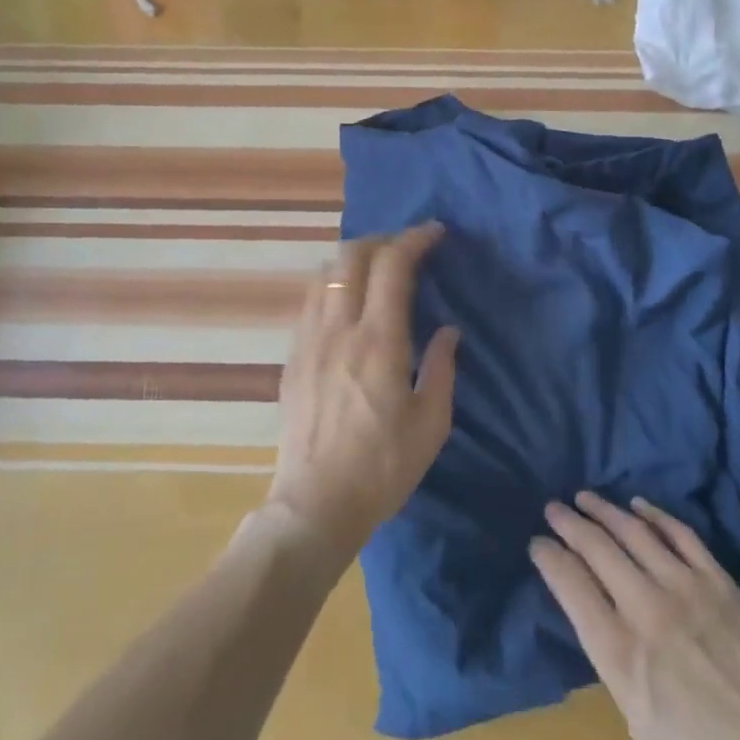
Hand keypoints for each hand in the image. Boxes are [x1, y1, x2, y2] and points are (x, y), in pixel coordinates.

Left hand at [264, 223, 460, 567]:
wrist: (314, 505)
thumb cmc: (382, 468)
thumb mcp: (431, 424)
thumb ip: (441, 368)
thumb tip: (447, 331)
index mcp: (378, 342)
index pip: (392, 266)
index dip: (414, 240)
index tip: (435, 234)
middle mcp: (338, 329)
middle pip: (351, 256)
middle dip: (382, 240)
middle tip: (407, 247)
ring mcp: (308, 341)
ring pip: (325, 274)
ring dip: (353, 259)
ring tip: (376, 269)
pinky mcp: (292, 358)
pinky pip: (311, 301)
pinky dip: (333, 284)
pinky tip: (347, 304)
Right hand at [532, 492, 739, 739]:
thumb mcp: (637, 720)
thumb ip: (610, 659)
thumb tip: (592, 613)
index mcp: (621, 652)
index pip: (571, 584)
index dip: (548, 557)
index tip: (537, 543)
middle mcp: (648, 609)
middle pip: (597, 547)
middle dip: (568, 523)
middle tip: (552, 509)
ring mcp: (687, 588)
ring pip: (634, 531)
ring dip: (604, 510)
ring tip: (585, 498)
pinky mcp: (719, 582)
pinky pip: (680, 534)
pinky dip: (655, 515)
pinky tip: (638, 506)